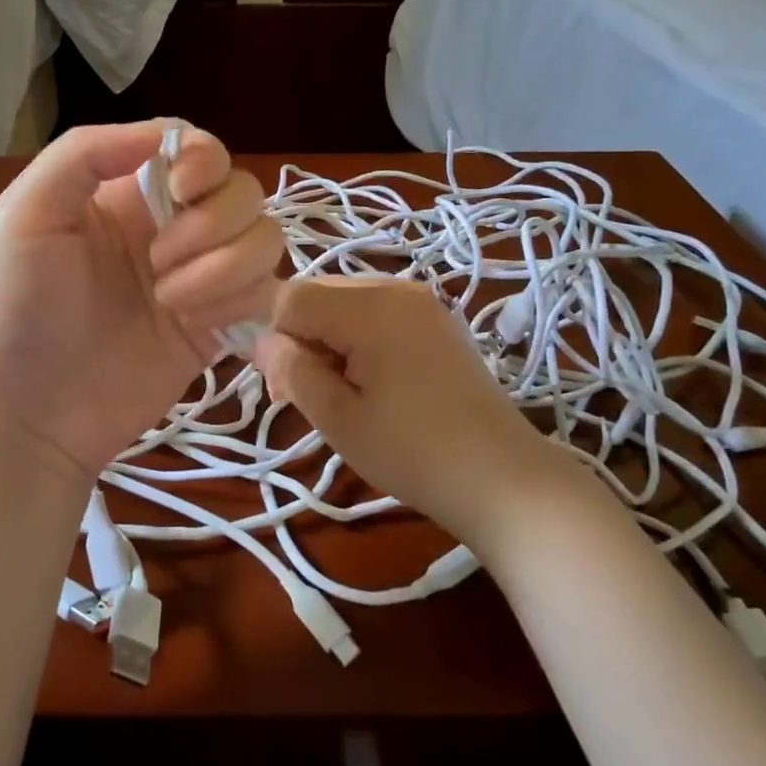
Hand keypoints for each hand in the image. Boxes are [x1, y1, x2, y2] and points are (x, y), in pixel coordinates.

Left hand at [0, 121, 282, 477]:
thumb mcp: (24, 215)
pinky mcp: (220, 326)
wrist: (31, 414)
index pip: (198, 149)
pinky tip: (194, 324)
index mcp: (128, 192)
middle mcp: (173, 227)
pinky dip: (240, 302)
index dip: (205, 160)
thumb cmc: (15, 311)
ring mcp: (201, 278)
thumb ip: (84, 154)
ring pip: (264, 239)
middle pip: (242, 191)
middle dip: (210, 224)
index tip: (181, 191)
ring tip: (170, 301)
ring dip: (225, 267)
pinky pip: (267, 292)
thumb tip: (164, 136)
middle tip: (157, 263)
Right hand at [254, 276, 605, 552]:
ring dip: (327, 339)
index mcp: (370, 307)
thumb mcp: (338, 418)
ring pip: (344, 302)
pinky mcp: (436, 320)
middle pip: (318, 293)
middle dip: (300, 337)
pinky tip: (370, 382)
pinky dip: (357, 338)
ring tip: (339, 393)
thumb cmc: (412, 452)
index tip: (283, 388)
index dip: (275, 338)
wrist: (502, 477)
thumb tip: (263, 341)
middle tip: (304, 395)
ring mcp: (421, 301)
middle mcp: (395, 288)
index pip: (292, 297)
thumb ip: (292, 370)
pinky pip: (375, 312)